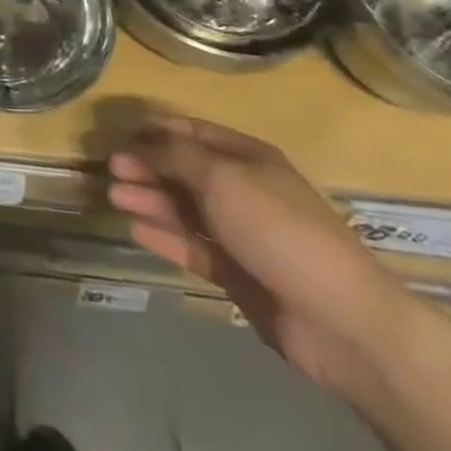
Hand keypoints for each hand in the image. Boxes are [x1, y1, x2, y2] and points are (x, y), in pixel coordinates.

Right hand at [107, 116, 419, 396]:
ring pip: (186, 209)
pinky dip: (165, 237)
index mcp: (249, 158)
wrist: (339, 319)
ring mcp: (242, 234)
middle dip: (148, 167)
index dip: (157, 131)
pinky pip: (193, 247)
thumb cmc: (278, 229)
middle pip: (186, 172)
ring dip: (150, 201)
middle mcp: (244, 191)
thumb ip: (175, 157)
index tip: (120, 133)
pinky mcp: (237, 274)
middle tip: (110, 169)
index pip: (195, 133)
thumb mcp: (221, 178)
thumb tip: (140, 145)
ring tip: (114, 198)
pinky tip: (135, 229)